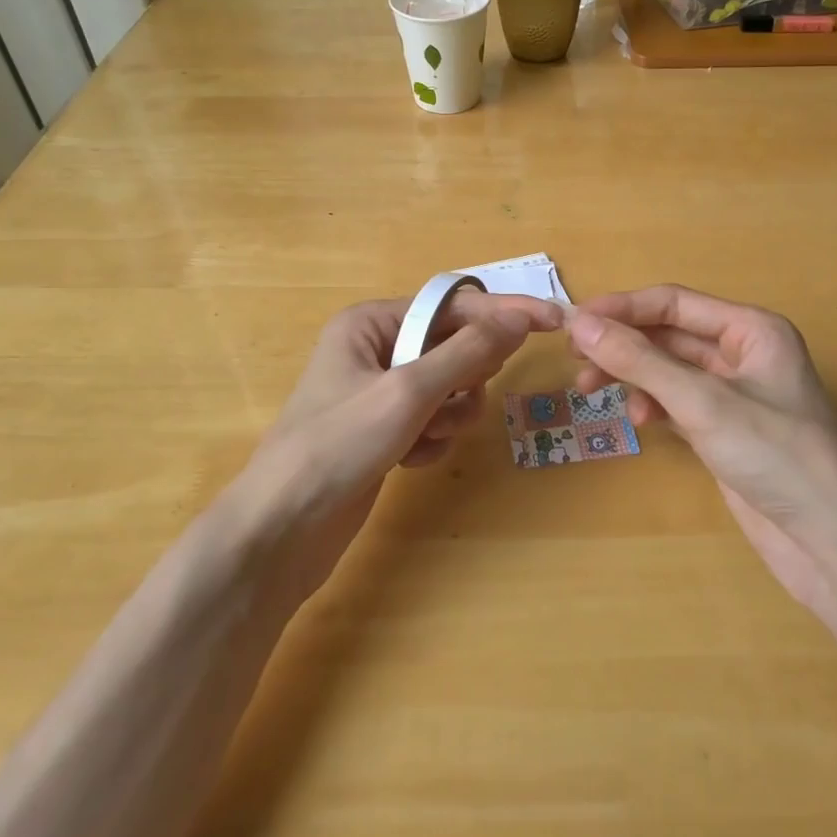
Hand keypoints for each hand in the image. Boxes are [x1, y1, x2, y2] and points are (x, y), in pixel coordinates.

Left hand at [227, 291, 560, 601]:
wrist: (282, 531)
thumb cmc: (338, 446)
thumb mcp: (408, 392)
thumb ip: (467, 352)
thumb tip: (519, 317)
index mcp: (372, 322)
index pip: (454, 305)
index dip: (504, 311)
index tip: (554, 320)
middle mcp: (378, 348)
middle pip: (456, 345)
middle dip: (464, 377)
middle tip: (453, 399)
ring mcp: (382, 392)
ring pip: (452, 387)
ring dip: (450, 414)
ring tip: (423, 437)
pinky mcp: (387, 431)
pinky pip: (437, 420)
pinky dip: (434, 438)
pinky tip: (410, 459)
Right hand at [567, 284, 836, 615]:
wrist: (829, 540)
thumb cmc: (775, 455)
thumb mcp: (703, 402)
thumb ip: (640, 361)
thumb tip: (581, 323)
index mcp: (751, 329)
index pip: (674, 302)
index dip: (622, 308)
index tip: (573, 321)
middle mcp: (744, 352)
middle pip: (669, 334)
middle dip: (623, 344)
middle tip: (575, 359)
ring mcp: (734, 393)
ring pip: (669, 369)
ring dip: (632, 375)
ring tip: (592, 391)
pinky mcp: (725, 429)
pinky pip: (677, 401)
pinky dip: (653, 404)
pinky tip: (639, 420)